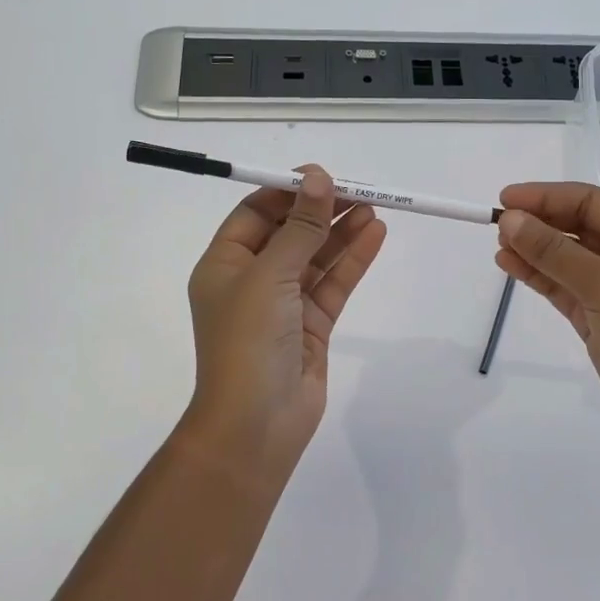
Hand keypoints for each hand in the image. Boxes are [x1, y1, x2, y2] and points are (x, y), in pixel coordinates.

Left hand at [185, 166, 387, 466]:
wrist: (256, 424)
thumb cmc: (248, 341)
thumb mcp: (270, 275)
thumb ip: (300, 226)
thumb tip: (319, 178)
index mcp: (224, 264)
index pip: (255, 214)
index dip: (287, 191)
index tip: (322, 176)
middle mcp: (252, 280)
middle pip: (290, 232)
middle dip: (321, 210)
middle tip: (359, 189)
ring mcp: (283, 304)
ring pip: (316, 257)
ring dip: (341, 232)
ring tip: (374, 207)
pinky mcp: (312, 325)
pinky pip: (333, 283)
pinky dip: (353, 260)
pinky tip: (375, 235)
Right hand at [495, 182, 599, 462]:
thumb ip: (555, 251)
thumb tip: (510, 220)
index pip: (593, 202)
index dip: (549, 196)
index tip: (507, 199)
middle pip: (580, 227)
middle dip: (540, 223)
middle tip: (499, 223)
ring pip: (569, 259)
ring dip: (535, 250)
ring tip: (499, 245)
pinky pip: (565, 287)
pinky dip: (539, 276)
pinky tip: (511, 267)